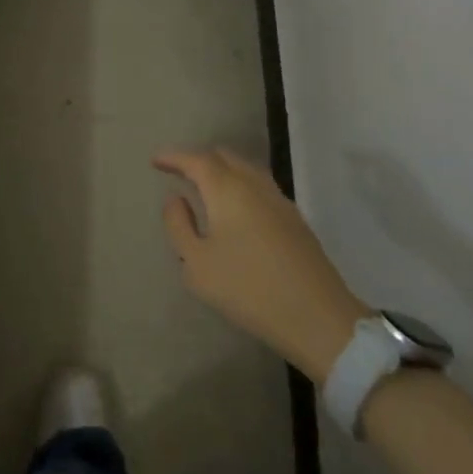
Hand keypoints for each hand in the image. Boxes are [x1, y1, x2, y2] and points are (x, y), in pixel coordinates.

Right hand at [153, 147, 368, 382]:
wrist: (316, 316)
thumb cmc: (247, 288)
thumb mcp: (196, 263)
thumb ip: (179, 225)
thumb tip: (176, 199)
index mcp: (227, 189)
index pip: (196, 160)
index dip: (174, 157)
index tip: (156, 161)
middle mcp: (254, 184)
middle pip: (223, 157)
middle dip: (198, 159)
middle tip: (179, 172)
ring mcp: (279, 200)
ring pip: (245, 169)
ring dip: (222, 171)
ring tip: (205, 188)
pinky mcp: (294, 218)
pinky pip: (259, 186)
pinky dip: (240, 186)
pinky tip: (235, 209)